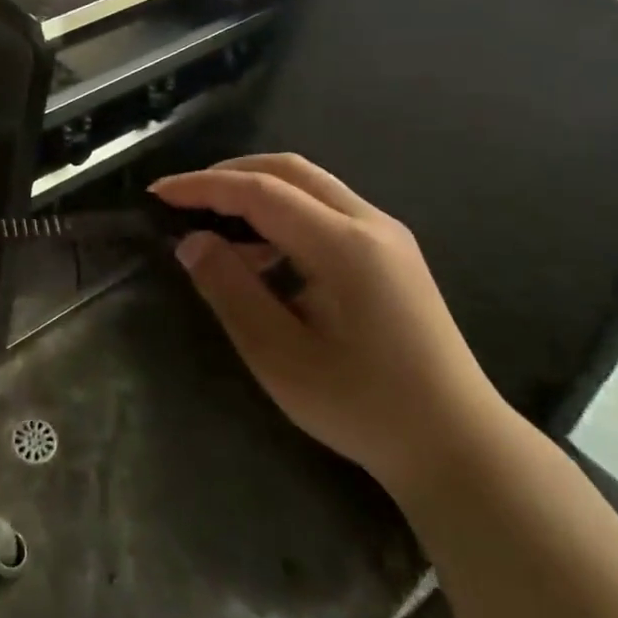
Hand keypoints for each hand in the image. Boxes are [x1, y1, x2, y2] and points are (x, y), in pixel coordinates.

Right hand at [150, 154, 509, 499]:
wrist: (459, 447)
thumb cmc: (364, 406)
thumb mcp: (280, 355)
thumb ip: (231, 290)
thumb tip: (192, 241)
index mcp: (345, 245)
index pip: (259, 191)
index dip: (202, 186)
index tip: (157, 193)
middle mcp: (370, 223)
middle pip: (288, 169)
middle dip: (229, 174)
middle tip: (184, 198)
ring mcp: (387, 236)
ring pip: (309, 184)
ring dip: (256, 192)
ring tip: (216, 228)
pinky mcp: (391, 253)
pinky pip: (326, 209)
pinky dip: (283, 213)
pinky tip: (263, 255)